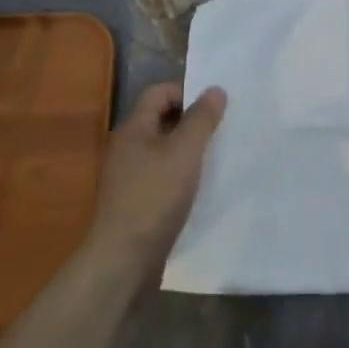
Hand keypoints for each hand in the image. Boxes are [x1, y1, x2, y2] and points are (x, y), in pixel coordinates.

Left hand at [84, 82, 226, 288]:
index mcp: (134, 128)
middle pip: (162, 118)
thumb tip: (215, 89)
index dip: (188, 91)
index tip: (216, 105)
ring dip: (189, 147)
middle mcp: (127, 147)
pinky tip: (202, 184)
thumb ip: (202, 119)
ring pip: (164, 148)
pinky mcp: (136, 199)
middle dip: (193, 119)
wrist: (124, 258)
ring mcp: (129, 175)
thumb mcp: (185, 152)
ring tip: (218, 154)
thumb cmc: (155, 196)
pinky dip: (182, 171)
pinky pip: (163, 172)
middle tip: (224, 127)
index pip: (159, 92)